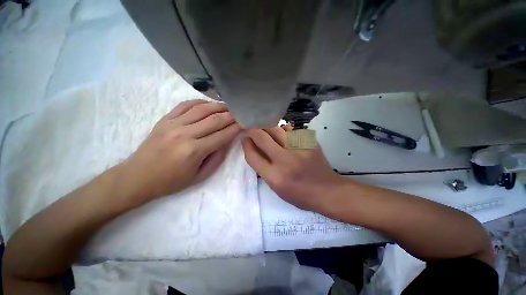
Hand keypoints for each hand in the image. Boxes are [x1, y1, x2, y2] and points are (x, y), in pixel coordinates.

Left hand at [119, 99, 241, 203]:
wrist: (137, 177)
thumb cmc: (171, 181)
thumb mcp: (200, 176)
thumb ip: (217, 158)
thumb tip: (227, 141)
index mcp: (194, 151)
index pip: (223, 135)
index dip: (236, 128)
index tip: (245, 123)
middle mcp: (185, 134)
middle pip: (215, 119)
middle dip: (231, 115)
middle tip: (240, 113)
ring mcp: (173, 124)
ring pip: (202, 108)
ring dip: (218, 106)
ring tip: (228, 106)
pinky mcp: (165, 119)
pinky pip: (185, 105)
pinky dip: (199, 102)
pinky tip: (209, 103)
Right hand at [242, 127, 343, 210]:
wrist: (327, 191)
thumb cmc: (299, 194)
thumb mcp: (276, 188)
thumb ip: (263, 168)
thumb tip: (255, 149)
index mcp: (275, 177)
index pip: (252, 156)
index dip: (246, 145)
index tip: (244, 138)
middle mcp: (285, 161)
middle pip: (262, 137)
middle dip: (253, 129)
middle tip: (251, 127)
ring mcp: (299, 148)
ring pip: (276, 129)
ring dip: (267, 127)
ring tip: (265, 128)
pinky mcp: (309, 142)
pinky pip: (290, 130)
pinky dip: (283, 131)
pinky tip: (282, 134)